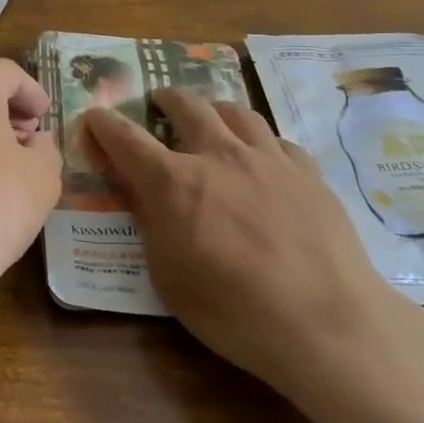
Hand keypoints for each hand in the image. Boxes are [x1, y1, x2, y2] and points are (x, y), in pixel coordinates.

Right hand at [83, 90, 417, 395]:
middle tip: (160, 101)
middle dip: (166, 99)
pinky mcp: (308, 172)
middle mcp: (217, 155)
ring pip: (235, 111)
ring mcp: (267, 158)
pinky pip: (277, 140)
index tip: (95, 115)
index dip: (105, 124)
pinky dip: (261, 141)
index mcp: (174, 182)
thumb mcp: (169, 277)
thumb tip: (142, 195)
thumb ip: (151, 225)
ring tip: (212, 116)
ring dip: (214, 108)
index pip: (126, 139)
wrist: (328, 323)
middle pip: (186, 105)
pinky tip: (264, 157)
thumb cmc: (235, 311)